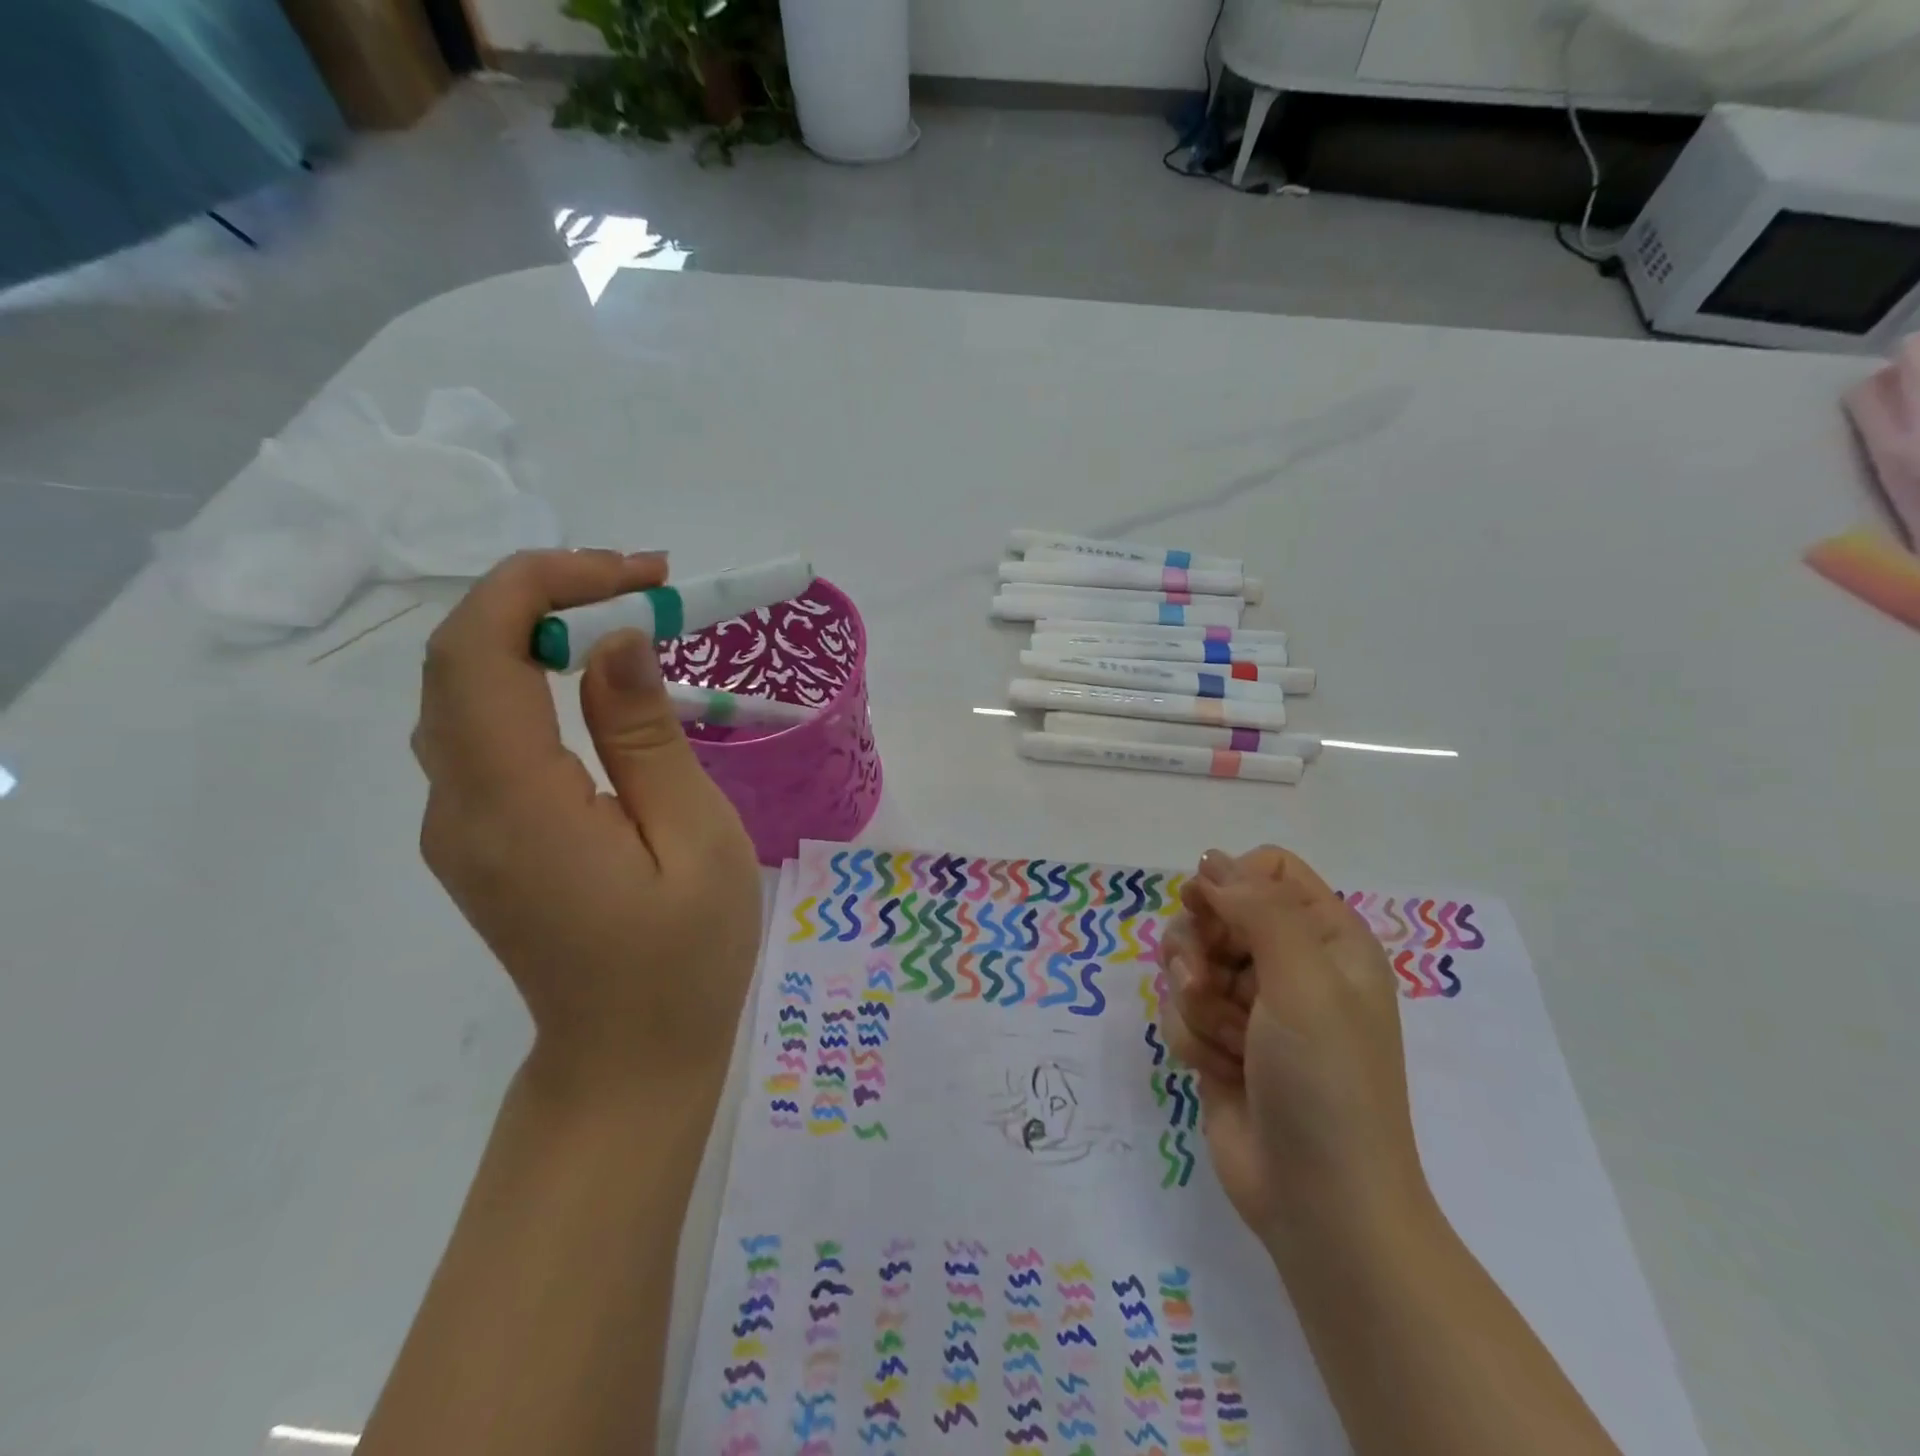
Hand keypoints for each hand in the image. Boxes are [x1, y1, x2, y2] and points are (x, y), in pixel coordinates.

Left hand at [412, 549, 761, 1097]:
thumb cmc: (685, 957)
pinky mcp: (478, 834)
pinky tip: (594, 679)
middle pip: (459, 658)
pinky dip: (528, 675)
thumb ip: (646, 737)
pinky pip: (481, 729)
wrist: (628, 1058)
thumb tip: (615, 640)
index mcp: (516, 807)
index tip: (638, 574)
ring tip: (628, 618)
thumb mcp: (695, 839)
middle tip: (643, 586)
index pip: (480, 651)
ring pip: (462, 688)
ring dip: (534, 630)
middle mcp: (460, 806)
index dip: (544, 584)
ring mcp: (458, 823)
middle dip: (543, 595)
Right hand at [1160, 847, 1426, 1246]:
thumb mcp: (1304, 982)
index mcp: (1328, 938)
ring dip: (1195, 999)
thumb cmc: (1326, 1083)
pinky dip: (1193, 1037)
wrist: (1320, 1204)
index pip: (1268, 869)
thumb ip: (1258, 908)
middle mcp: (1291, 964)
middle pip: (1217, 910)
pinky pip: (1181, 1008)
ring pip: (1190, 959)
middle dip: (1201, 947)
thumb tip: (1210, 860)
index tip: (1206, 910)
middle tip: (1206, 982)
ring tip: (1224, 1040)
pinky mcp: (1221, 1040)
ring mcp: (1253, 1005)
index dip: (1230, 882)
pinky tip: (1219, 1071)